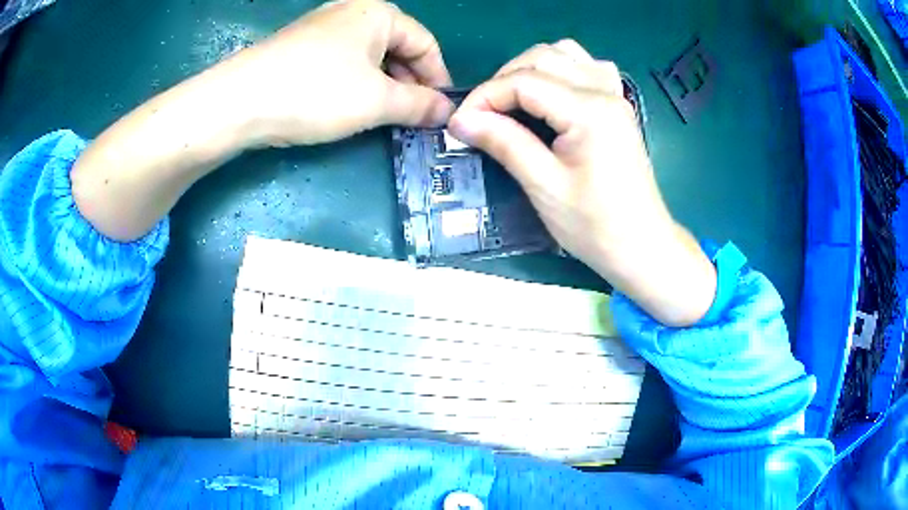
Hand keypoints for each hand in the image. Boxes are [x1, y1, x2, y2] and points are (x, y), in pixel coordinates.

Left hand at [218, 0, 454, 146]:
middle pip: (397, 47)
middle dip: (409, 84)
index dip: (438, 78)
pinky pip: (342, 63)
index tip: (441, 111)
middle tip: (412, 118)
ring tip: (384, 118)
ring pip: (369, 57)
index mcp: (378, 14)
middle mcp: (352, 12)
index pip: (426, 43)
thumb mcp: (377, 101)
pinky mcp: (300, 48)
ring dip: (383, 87)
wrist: (238, 102)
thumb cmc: (316, 92)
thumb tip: (447, 112)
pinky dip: (356, 85)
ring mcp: (322, 28)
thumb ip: (419, 105)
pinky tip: (350, 107)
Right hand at [448, 41, 715, 325]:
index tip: (460, 123)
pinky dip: (562, 70)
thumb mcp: (544, 186)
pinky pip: (588, 68)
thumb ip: (504, 143)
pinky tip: (553, 93)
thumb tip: (461, 120)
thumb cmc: (595, 226)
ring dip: (531, 69)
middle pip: (542, 58)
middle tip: (483, 115)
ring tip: (513, 100)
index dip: (485, 96)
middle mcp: (604, 92)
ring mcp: (615, 95)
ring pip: (565, 54)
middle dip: (503, 80)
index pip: (524, 81)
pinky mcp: (617, 107)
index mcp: (589, 111)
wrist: (642, 247)